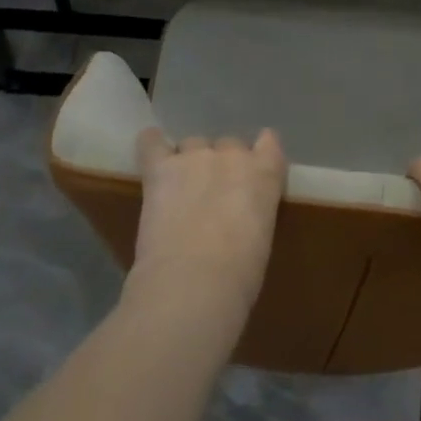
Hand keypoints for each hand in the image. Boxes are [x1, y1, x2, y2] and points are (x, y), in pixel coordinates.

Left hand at [133, 128, 286, 305]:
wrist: (196, 278)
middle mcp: (233, 155)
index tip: (254, 168)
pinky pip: (151, 143)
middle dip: (221, 164)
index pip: (269, 142)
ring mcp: (194, 158)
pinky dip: (151, 144)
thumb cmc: (241, 271)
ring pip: (192, 144)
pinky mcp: (159, 168)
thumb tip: (236, 220)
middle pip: (228, 144)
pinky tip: (152, 151)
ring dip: (190, 161)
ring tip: (182, 187)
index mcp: (266, 173)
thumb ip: (253, 212)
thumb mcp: (263, 235)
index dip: (259, 153)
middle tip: (214, 193)